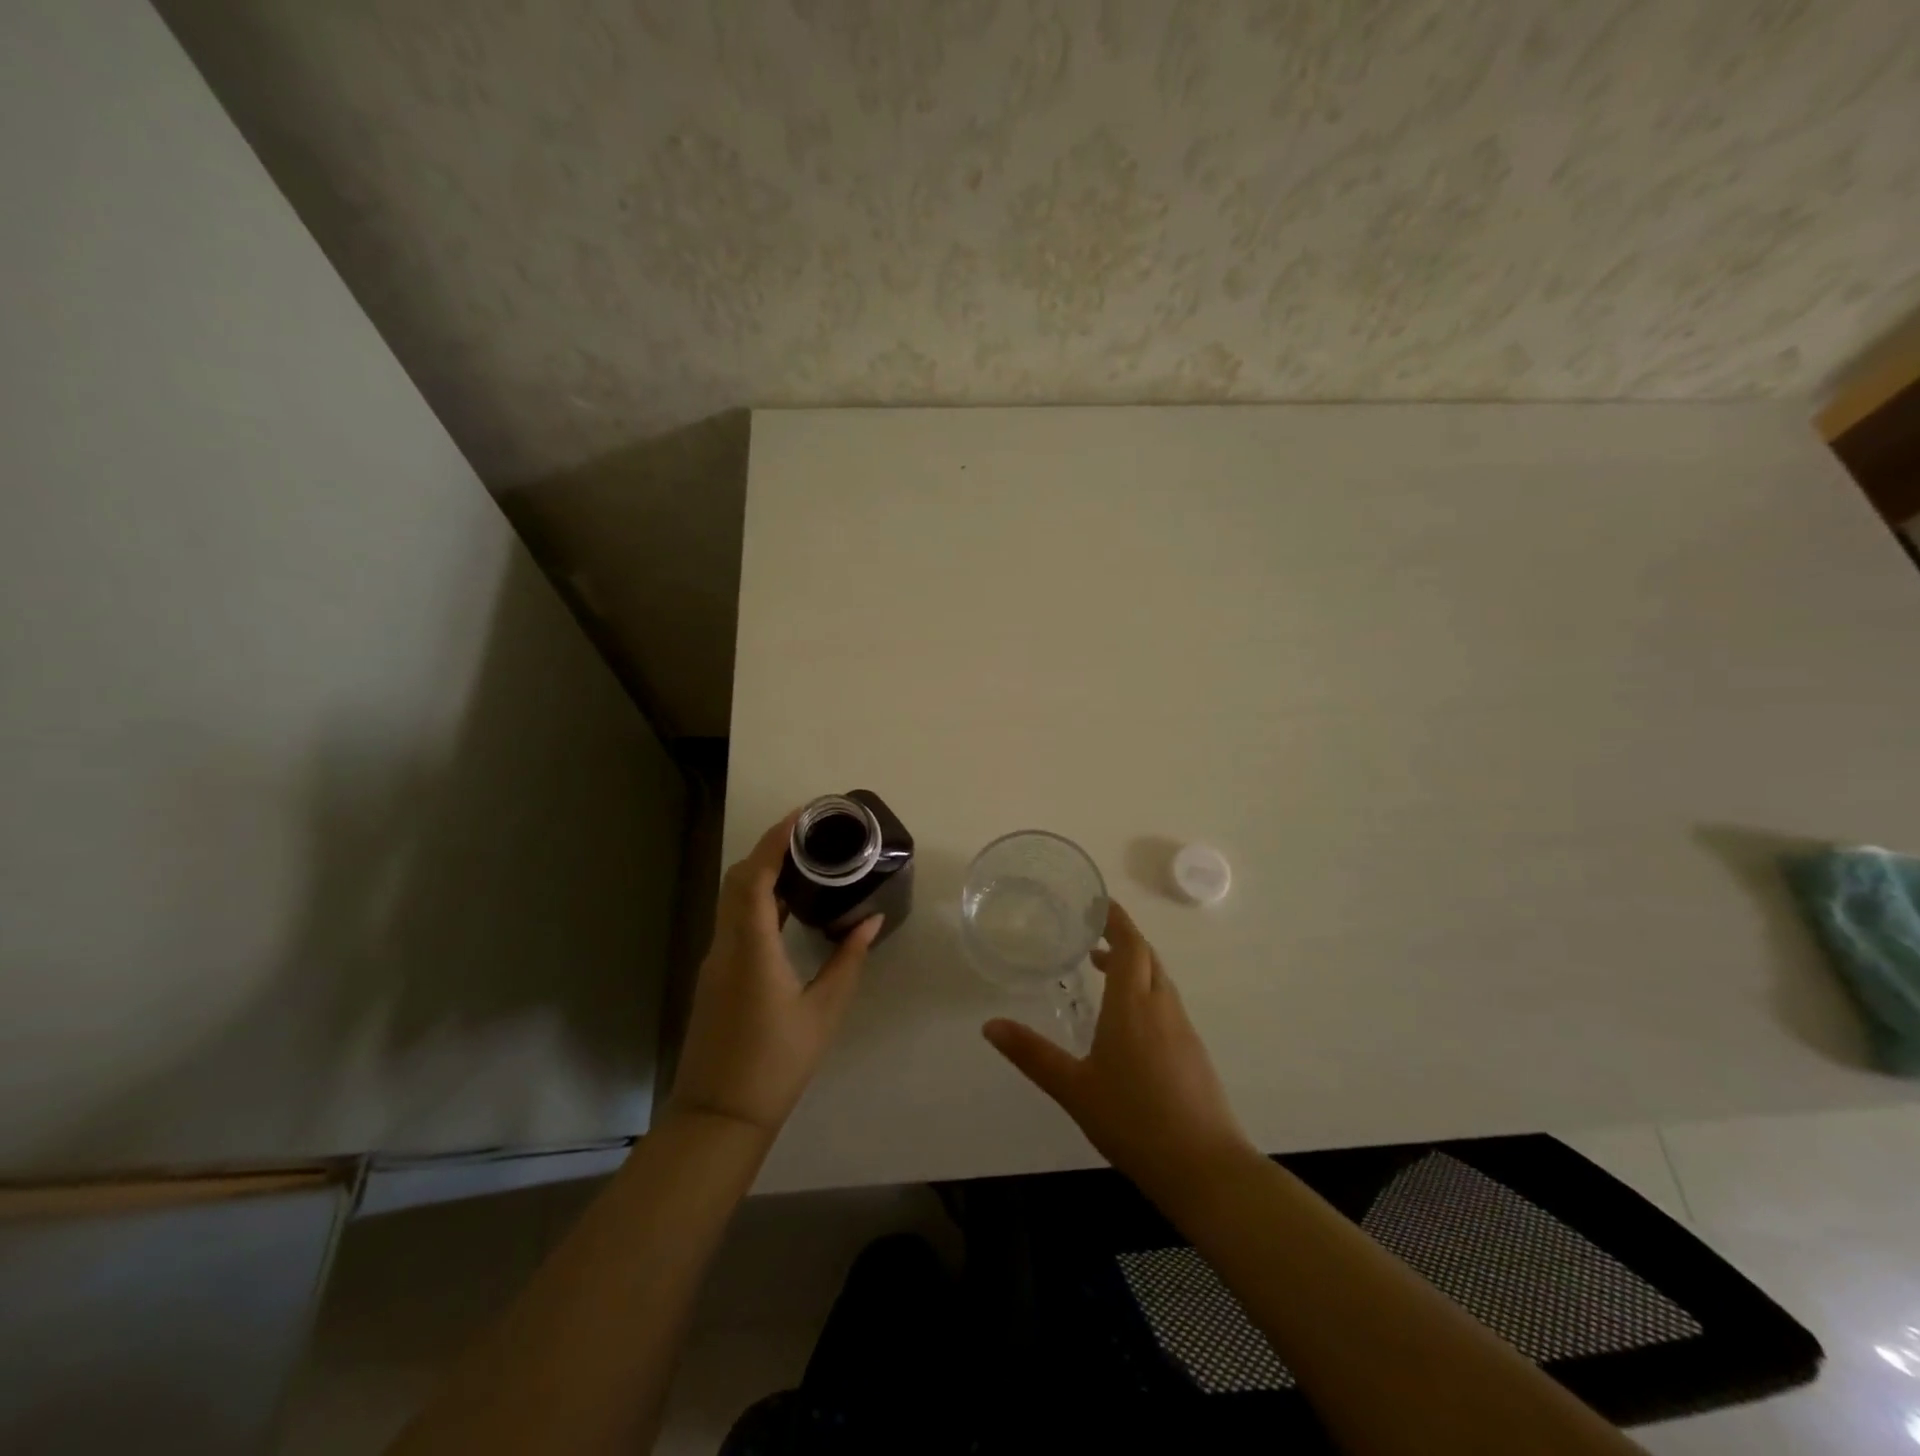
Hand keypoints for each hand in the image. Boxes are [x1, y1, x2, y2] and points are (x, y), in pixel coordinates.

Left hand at [668, 811, 881, 1138]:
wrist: (719, 1115)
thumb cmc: (776, 1063)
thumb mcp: (823, 1012)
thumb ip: (847, 961)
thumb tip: (870, 922)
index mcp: (751, 948)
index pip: (754, 876)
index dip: (775, 840)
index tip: (803, 816)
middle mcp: (726, 945)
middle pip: (738, 879)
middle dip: (769, 848)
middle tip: (809, 834)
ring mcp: (716, 960)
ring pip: (732, 899)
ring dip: (762, 873)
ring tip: (805, 861)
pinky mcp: (717, 975)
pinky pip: (735, 921)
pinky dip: (758, 900)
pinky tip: (788, 906)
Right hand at [983, 900, 1253, 1195]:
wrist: (1204, 1168)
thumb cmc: (1132, 1121)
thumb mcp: (1073, 1088)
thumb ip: (1032, 1054)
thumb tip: (990, 1026)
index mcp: (1132, 1006)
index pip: (1129, 945)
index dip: (1116, 920)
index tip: (1099, 903)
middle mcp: (1161, 1007)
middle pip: (1147, 957)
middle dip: (1123, 939)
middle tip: (1093, 936)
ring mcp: (1183, 1030)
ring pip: (1160, 980)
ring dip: (1135, 965)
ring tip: (1104, 972)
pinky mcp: (1194, 1053)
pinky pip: (1168, 1004)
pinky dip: (1146, 992)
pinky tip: (1130, 1023)